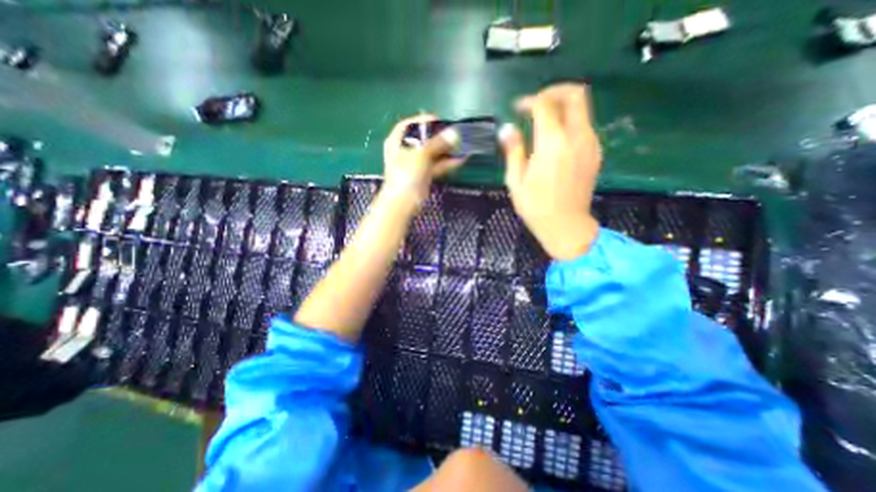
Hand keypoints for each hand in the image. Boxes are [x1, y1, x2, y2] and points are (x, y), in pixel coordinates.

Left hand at [382, 114, 465, 210]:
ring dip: (445, 150)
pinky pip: (436, 165)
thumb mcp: (421, 153)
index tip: (439, 120)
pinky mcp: (423, 175)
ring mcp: (414, 163)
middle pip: (423, 139)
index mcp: (397, 140)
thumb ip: (438, 142)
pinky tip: (460, 160)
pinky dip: (446, 163)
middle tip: (455, 134)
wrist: (403, 201)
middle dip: (439, 137)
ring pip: (431, 153)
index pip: (410, 125)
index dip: (424, 121)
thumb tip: (454, 132)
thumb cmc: (406, 173)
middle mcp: (405, 150)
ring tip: (461, 146)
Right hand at [499, 85, 603, 261]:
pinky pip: (584, 125)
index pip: (545, 105)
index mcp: (553, 144)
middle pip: (575, 95)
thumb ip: (513, 150)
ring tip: (543, 121)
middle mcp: (577, 137)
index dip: (529, 101)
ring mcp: (591, 143)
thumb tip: (507, 128)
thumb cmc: (536, 207)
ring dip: (562, 106)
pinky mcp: (596, 152)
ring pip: (583, 108)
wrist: (566, 226)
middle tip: (536, 103)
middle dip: (554, 91)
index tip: (517, 109)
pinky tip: (555, 138)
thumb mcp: (516, 181)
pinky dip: (570, 121)